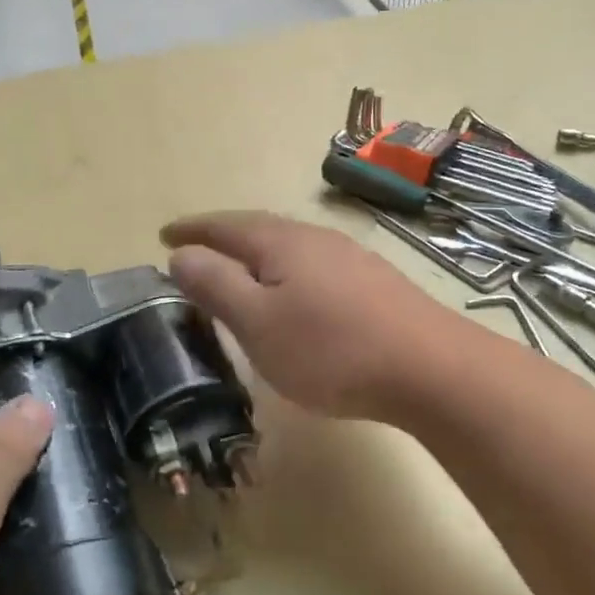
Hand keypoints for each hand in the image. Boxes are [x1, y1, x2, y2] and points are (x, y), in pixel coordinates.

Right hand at [161, 211, 449, 420]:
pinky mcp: (375, 284)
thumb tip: (181, 254)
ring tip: (240, 274)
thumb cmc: (330, 349)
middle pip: (260, 230)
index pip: (225, 226)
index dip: (192, 230)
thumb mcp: (258, 323)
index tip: (164, 236)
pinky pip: (315, 269)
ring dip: (258, 258)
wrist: (430, 368)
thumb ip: (216, 286)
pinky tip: (296, 297)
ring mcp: (351, 259)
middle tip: (197, 252)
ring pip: (291, 249)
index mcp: (281, 243)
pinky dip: (288, 276)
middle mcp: (317, 239)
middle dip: (225, 239)